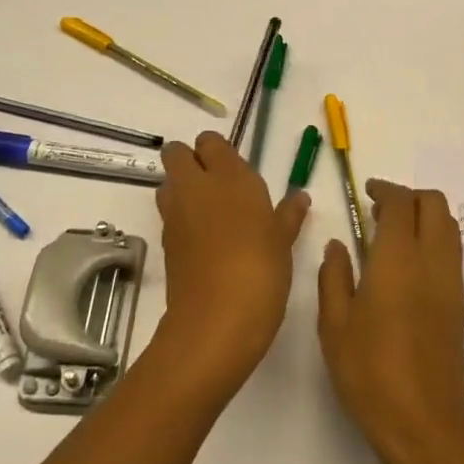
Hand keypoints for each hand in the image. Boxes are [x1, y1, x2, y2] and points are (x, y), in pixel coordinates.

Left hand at [151, 132, 309, 399]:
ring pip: (168, 183)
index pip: (210, 141)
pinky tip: (205, 241)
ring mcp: (175, 214)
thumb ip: (288, 214)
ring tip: (210, 212)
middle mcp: (196, 186)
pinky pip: (169, 216)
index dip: (218, 151)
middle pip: (177, 154)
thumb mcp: (283, 241)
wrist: (216, 321)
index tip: (234, 169)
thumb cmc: (261, 271)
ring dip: (182, 189)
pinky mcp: (165, 242)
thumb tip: (299, 197)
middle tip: (216, 184)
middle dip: (190, 161)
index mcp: (229, 176)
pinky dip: (181, 219)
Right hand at [317, 180, 463, 463]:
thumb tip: (339, 245)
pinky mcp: (460, 303)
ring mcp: (452, 282)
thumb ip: (334, 277)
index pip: (401, 203)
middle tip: (379, 210)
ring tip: (392, 235)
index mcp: (398, 259)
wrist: (425, 423)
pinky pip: (452, 252)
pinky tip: (407, 266)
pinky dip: (434, 239)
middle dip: (409, 197)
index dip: (384, 189)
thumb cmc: (370, 373)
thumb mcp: (335, 325)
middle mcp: (433, 261)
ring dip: (425, 216)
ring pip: (450, 226)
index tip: (366, 192)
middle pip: (435, 204)